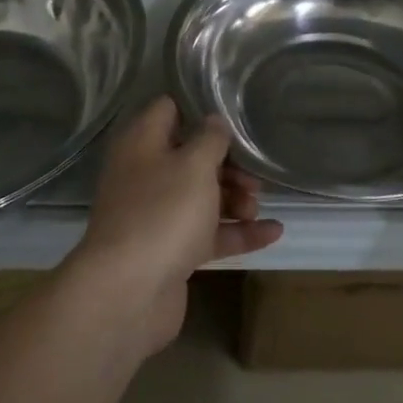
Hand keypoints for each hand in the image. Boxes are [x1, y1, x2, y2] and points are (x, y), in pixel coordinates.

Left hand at [66, 96, 282, 353]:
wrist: (128, 293)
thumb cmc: (163, 212)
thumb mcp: (194, 165)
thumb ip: (210, 139)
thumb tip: (214, 120)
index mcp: (142, 144)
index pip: (168, 110)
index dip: (199, 109)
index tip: (233, 114)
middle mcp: (145, 175)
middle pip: (191, 157)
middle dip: (227, 164)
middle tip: (255, 174)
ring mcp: (156, 215)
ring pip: (201, 196)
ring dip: (234, 198)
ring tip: (257, 205)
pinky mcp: (170, 251)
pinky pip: (207, 234)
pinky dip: (237, 232)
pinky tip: (274, 232)